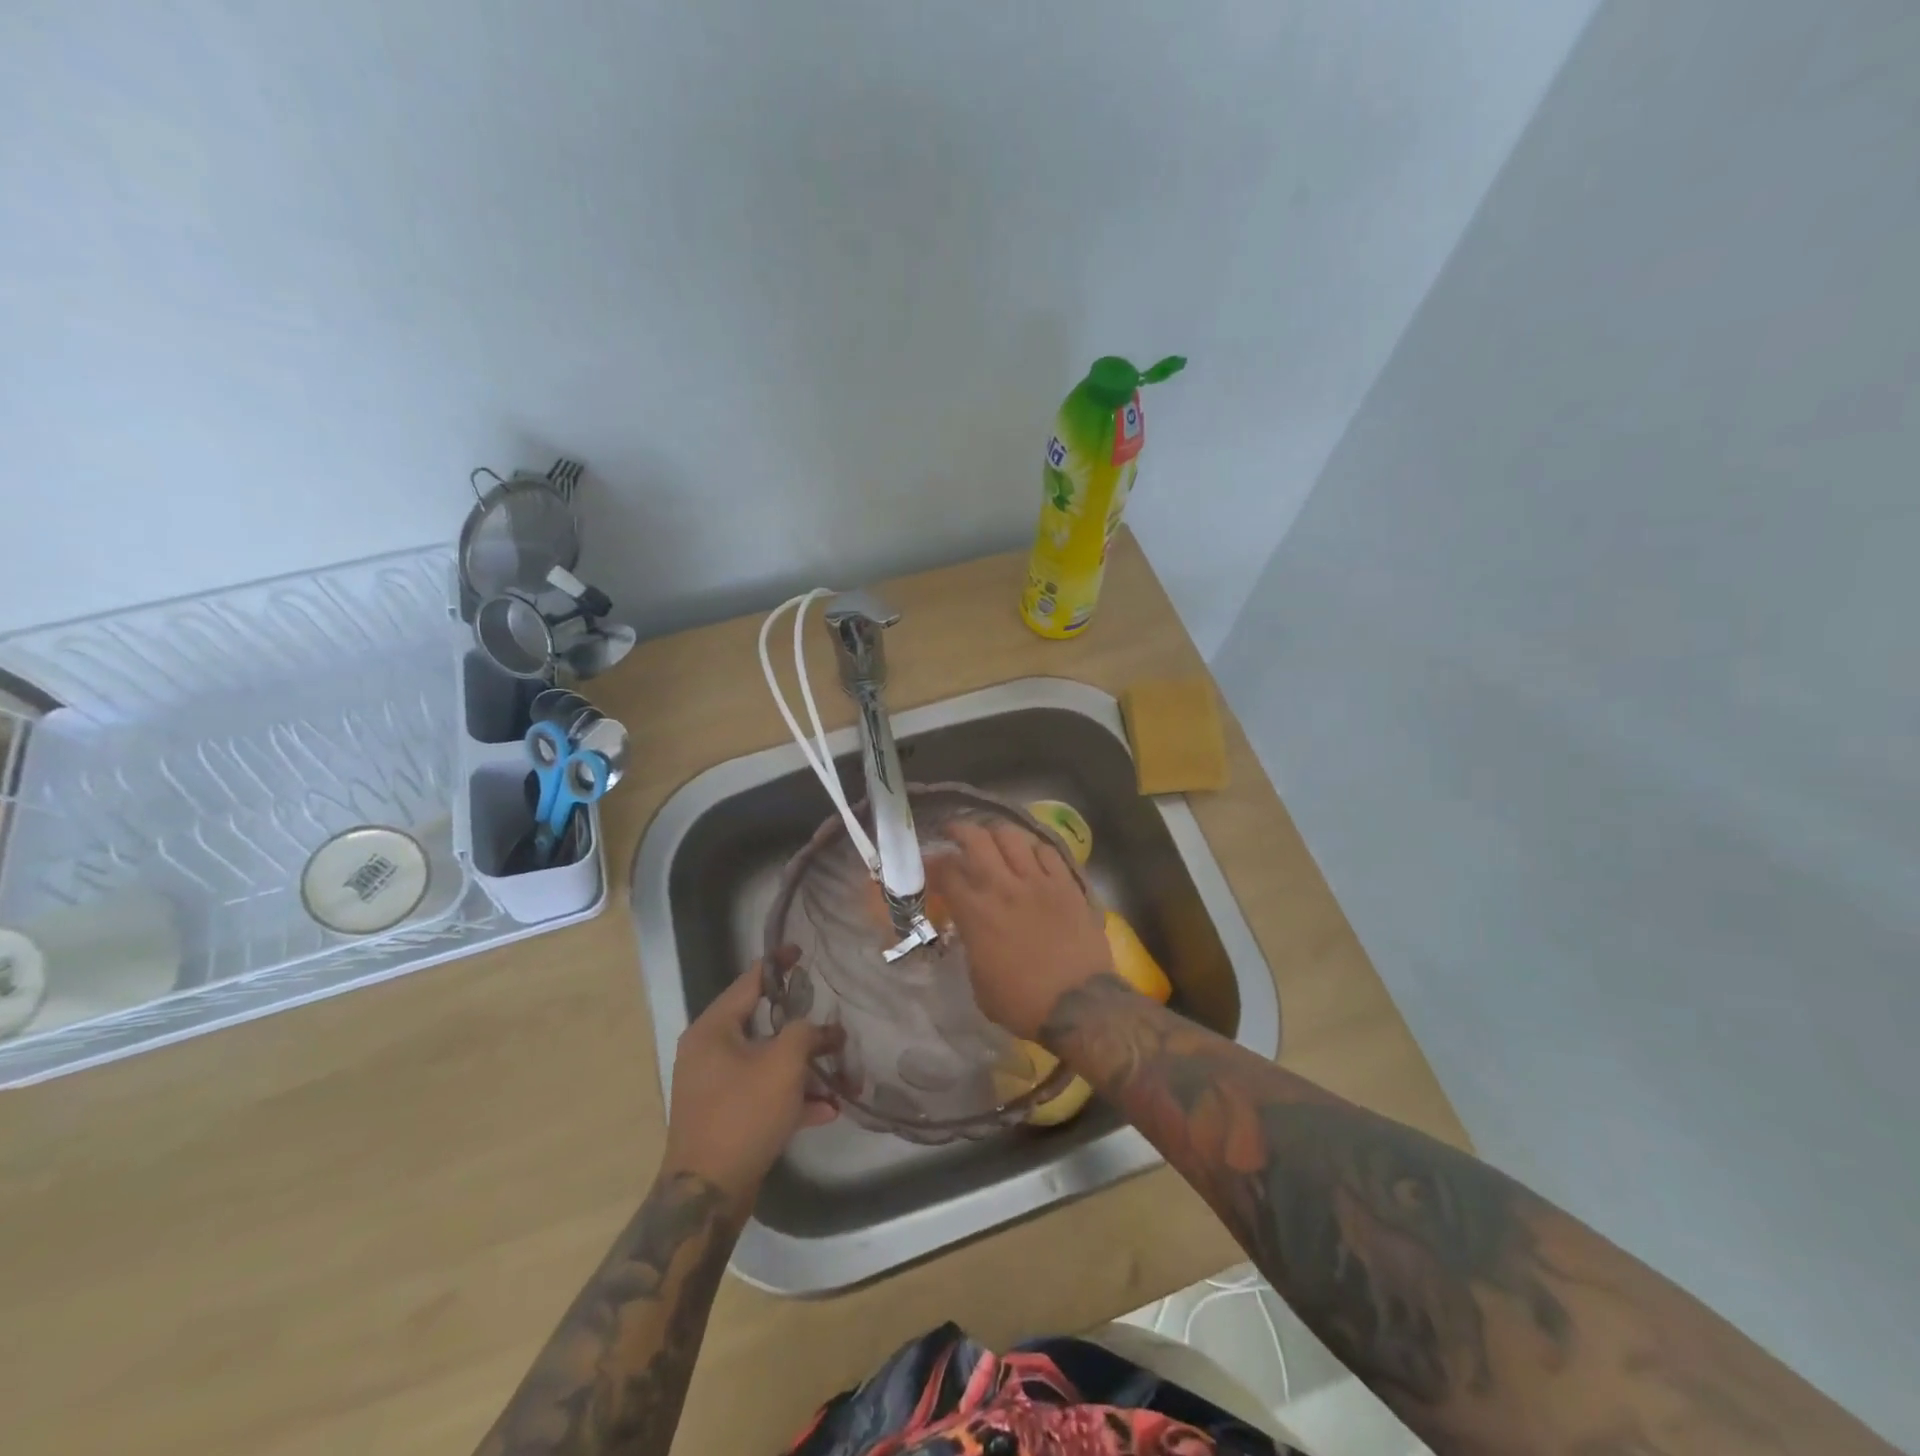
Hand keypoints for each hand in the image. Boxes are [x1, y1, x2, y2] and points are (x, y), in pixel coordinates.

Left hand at [661, 952, 838, 1205]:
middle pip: (762, 1024)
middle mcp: (709, 1052)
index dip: (778, 964)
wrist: (707, 1194)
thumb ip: (807, 1033)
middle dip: (801, 1027)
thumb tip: (825, 1029)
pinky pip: (763, 1093)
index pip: (749, 981)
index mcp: (713, 1029)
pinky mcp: (725, 1116)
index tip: (801, 951)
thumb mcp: (783, 1064)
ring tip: (840, 1072)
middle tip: (829, 1018)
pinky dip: (791, 1097)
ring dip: (803, 1068)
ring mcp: (715, 1086)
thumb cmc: (742, 1113)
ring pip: (767, 1063)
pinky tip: (827, 1110)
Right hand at [927, 820, 1112, 1039]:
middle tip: (954, 832)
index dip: (932, 862)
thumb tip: (972, 931)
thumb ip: (971, 945)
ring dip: (996, 833)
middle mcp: (1003, 887)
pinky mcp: (1067, 884)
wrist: (1079, 1005)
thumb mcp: (979, 982)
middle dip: (959, 829)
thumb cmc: (1023, 1003)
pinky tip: (1030, 854)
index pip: (946, 871)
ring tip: (992, 838)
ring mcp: (1038, 881)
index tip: (928, 862)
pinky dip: (1033, 848)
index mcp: (976, 913)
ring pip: (1012, 836)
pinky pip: (1047, 851)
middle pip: (976, 839)